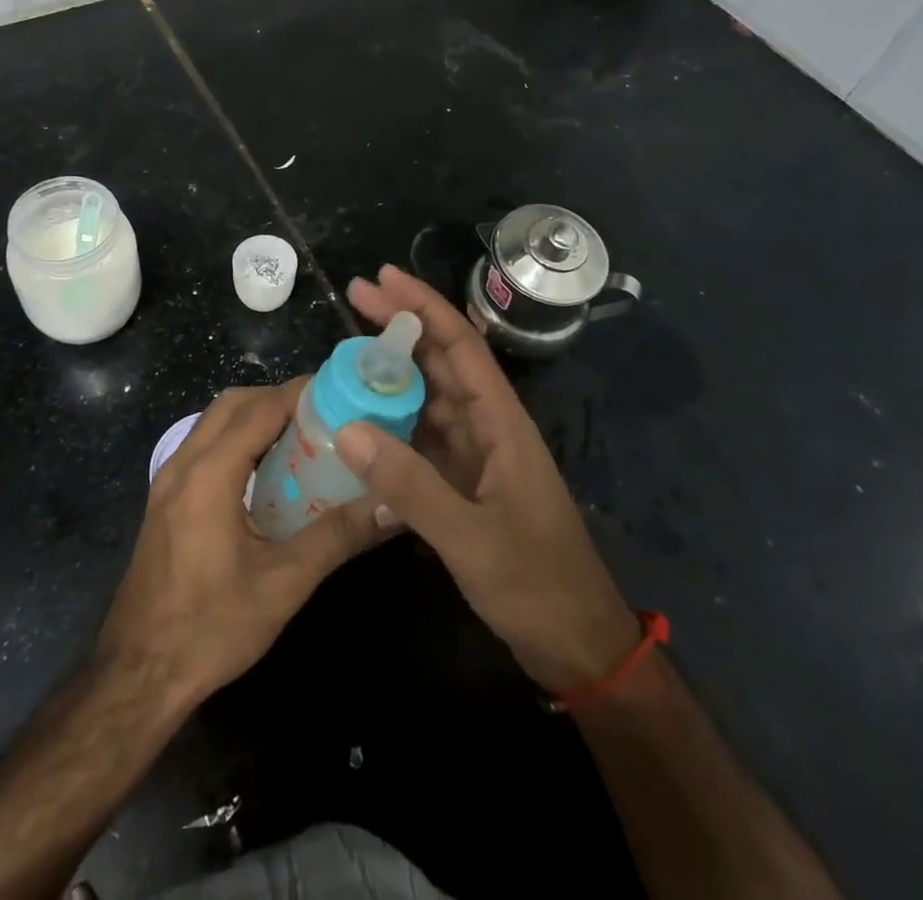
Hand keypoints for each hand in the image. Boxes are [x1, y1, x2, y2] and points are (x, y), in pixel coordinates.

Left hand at [96, 381, 383, 707]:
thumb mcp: (283, 584)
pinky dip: (237, 438)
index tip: (342, 391)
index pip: (260, 408)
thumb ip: (338, 536)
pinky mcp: (165, 500)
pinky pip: (204, 446)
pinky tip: (267, 471)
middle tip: (325, 414)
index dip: (301, 392)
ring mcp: (168, 481)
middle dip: (278, 398)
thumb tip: (392, 506)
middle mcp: (183, 463)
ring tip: (302, 436)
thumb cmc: (210, 628)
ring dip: (256, 416)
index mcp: (209, 474)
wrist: (138, 674)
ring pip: (214, 422)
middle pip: (233, 404)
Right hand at [339, 266, 636, 694]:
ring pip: (430, 395)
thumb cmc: (535, 584)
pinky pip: (423, 435)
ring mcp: (477, 454)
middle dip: (402, 324)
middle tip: (353, 296)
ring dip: (394, 370)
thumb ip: (409, 485)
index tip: (382, 278)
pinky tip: (361, 416)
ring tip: (347, 349)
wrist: (576, 644)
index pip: (461, 345)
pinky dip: (393, 419)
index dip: (423, 305)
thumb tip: (346, 428)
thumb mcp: (470, 538)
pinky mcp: (464, 481)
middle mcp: (489, 426)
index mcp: (502, 423)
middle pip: (443, 359)